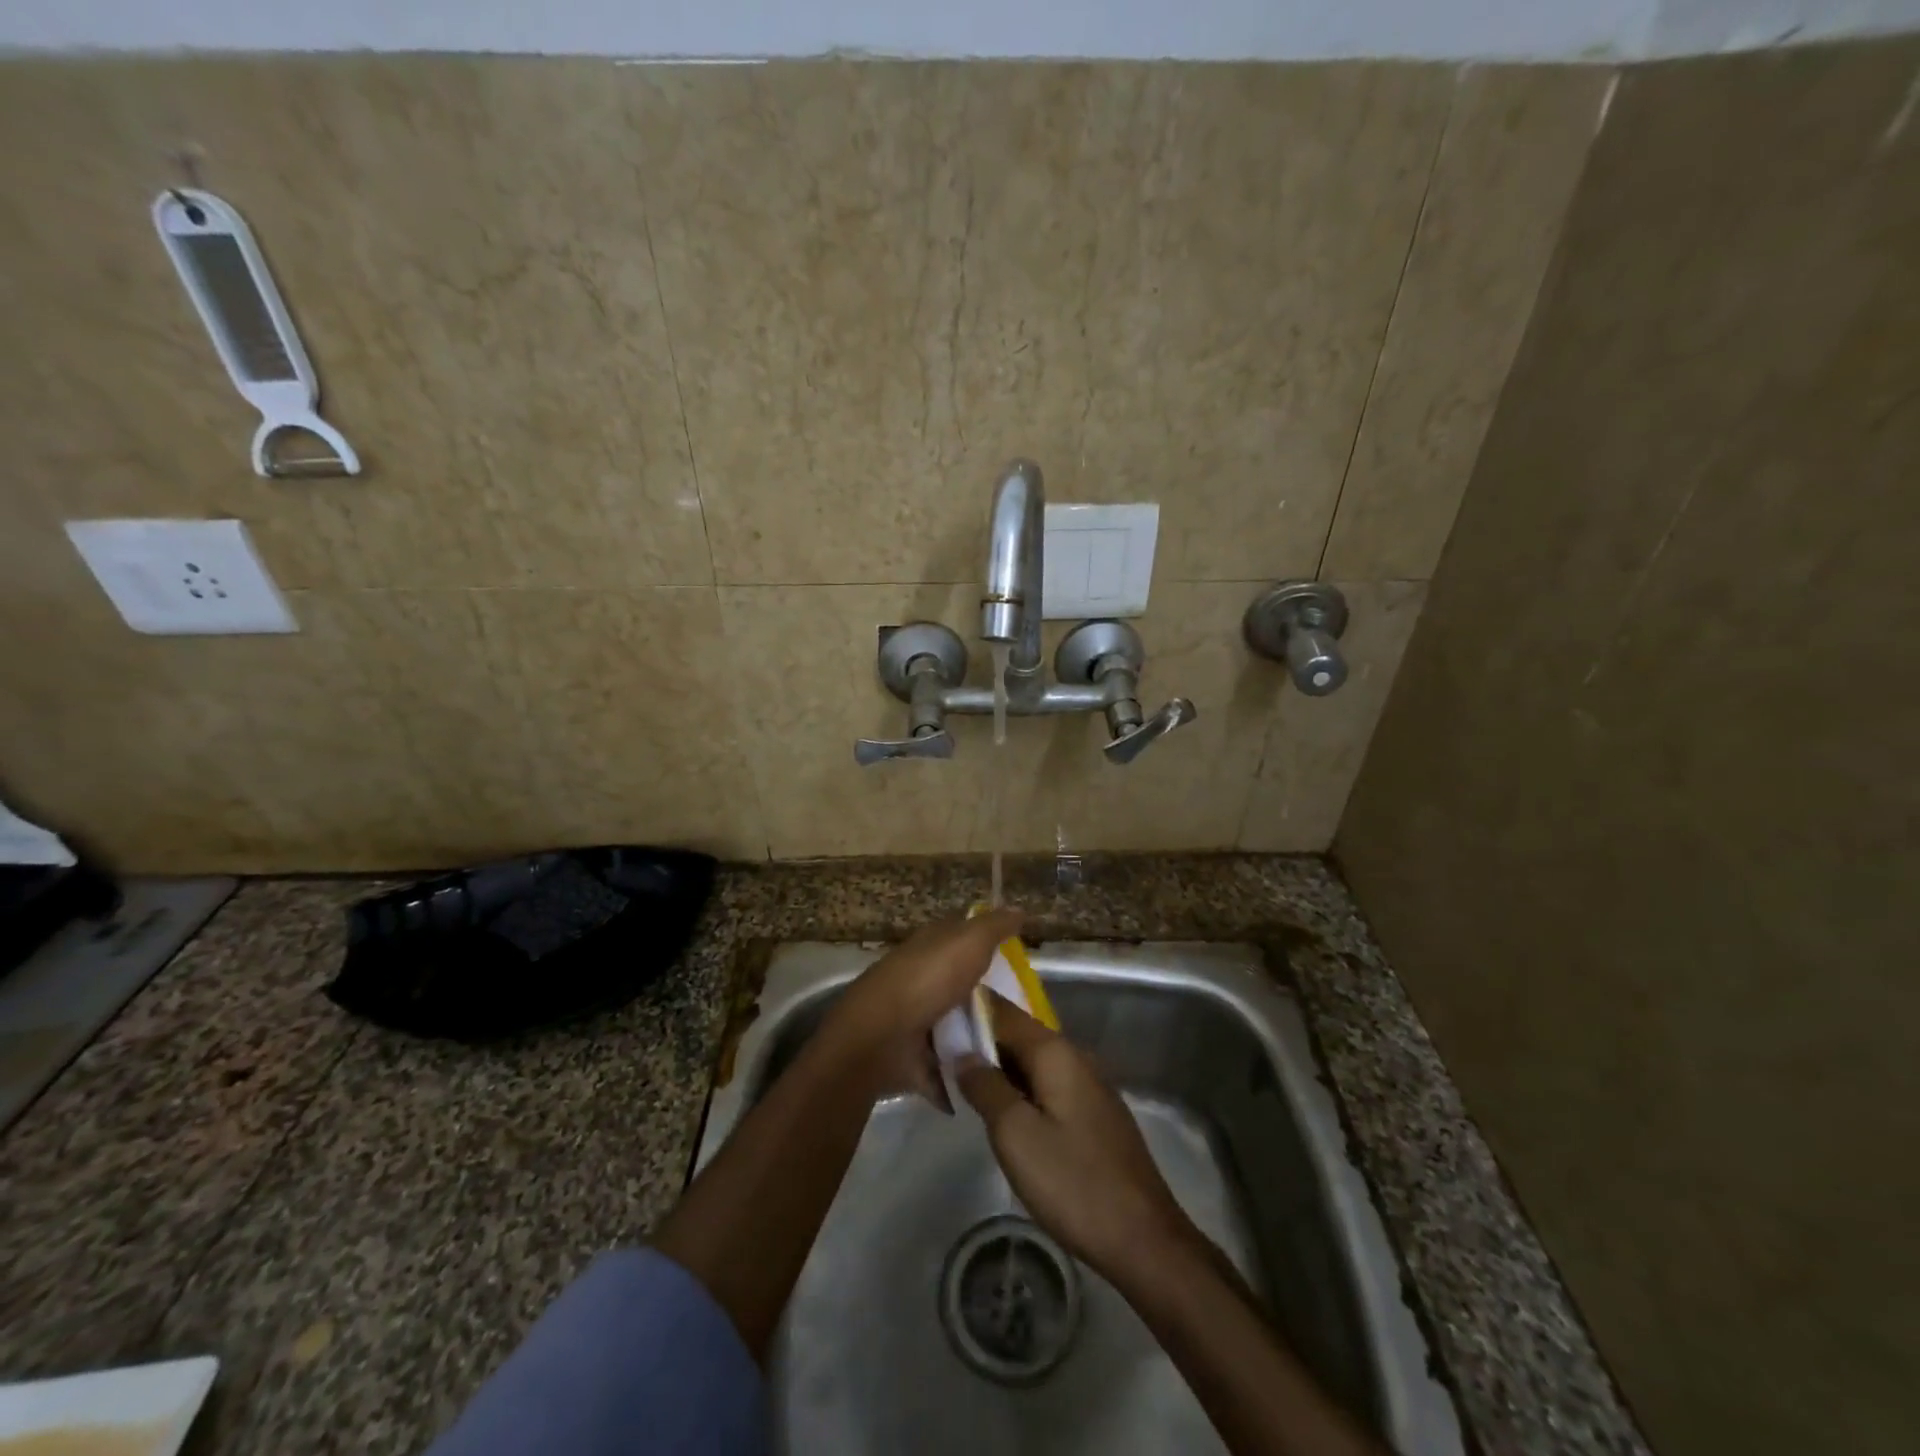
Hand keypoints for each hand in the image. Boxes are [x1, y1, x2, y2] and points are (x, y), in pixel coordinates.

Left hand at [818, 909, 1023, 1105]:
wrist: (880, 1039)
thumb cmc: (926, 981)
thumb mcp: (968, 942)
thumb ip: (994, 927)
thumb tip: (1019, 909)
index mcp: (930, 948)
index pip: (962, 937)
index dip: (989, 942)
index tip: (1021, 958)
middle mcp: (922, 980)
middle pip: (963, 985)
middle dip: (991, 998)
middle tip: (1032, 1014)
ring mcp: (916, 1021)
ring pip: (957, 1026)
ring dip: (981, 1040)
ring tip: (1021, 1053)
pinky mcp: (915, 1058)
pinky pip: (947, 1067)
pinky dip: (964, 1077)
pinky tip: (995, 1082)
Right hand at [957, 994, 1199, 1288]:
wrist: (1143, 1238)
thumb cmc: (1072, 1182)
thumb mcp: (1015, 1134)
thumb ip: (985, 1086)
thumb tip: (963, 1052)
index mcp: (1055, 1051)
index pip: (1002, 1011)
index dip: (968, 1012)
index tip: (933, 1022)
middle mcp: (1074, 1056)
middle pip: (1018, 1035)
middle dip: (980, 1043)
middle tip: (940, 1059)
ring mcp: (1089, 1084)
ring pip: (1033, 1063)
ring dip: (1000, 1069)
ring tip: (963, 1084)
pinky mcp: (1095, 1112)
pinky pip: (1048, 1085)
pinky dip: (1022, 1090)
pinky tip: (1004, 1113)